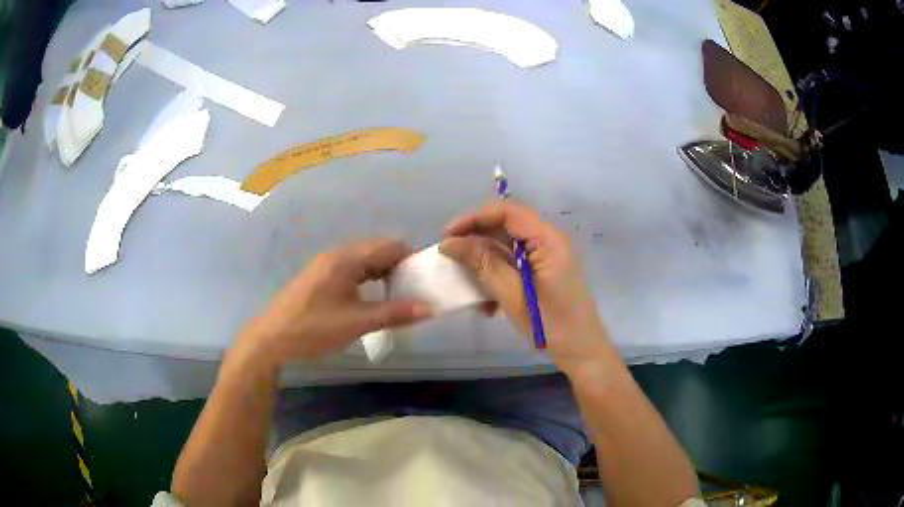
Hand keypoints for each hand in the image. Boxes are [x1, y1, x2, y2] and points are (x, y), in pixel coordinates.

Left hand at [230, 239, 430, 367]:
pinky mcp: (319, 278)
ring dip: (382, 275)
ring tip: (396, 298)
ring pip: (363, 262)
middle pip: (377, 251)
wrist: (271, 338)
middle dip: (398, 267)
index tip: (425, 279)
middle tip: (414, 292)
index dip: (411, 259)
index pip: (390, 246)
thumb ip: (394, 313)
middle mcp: (337, 255)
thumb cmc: (314, 328)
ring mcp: (325, 265)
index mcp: (347, 259)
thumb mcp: (357, 323)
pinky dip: (367, 280)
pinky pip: (351, 270)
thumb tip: (429, 309)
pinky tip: (371, 300)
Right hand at [441, 201, 611, 373]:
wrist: (582, 352)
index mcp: (548, 240)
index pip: (507, 212)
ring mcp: (547, 257)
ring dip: (483, 258)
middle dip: (475, 237)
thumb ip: (484, 265)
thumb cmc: (551, 326)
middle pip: (506, 225)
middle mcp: (549, 241)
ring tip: (463, 276)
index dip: (474, 218)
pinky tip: (485, 300)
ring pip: (507, 244)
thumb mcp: (514, 296)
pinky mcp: (544, 272)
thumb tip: (451, 243)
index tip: (447, 237)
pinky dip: (496, 274)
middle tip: (449, 254)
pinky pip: (514, 263)